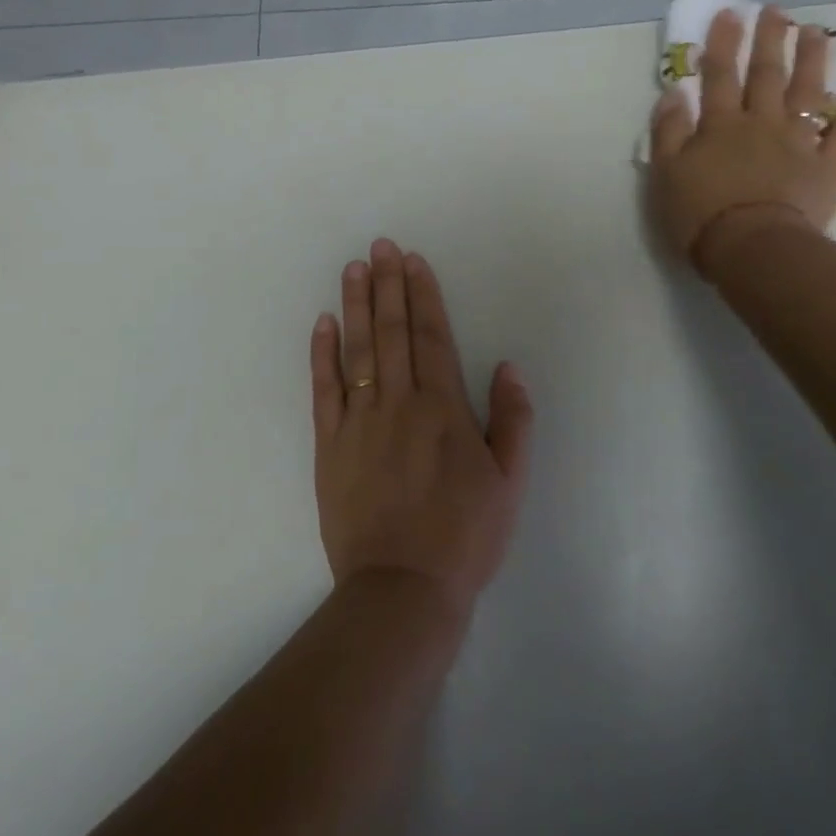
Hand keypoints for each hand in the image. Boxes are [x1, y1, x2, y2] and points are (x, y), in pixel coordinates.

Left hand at [309, 239, 533, 615]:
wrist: (403, 588)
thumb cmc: (465, 535)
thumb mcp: (509, 481)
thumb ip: (512, 420)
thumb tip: (507, 367)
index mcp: (443, 409)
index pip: (432, 338)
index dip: (423, 296)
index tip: (413, 261)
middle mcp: (398, 405)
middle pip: (392, 333)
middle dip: (388, 286)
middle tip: (380, 246)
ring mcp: (359, 424)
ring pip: (357, 352)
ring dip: (356, 306)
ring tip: (354, 269)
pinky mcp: (329, 447)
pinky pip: (324, 391)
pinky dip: (322, 355)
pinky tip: (323, 324)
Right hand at [649, 5, 835, 276]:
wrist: (754, 249)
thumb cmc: (701, 215)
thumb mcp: (666, 174)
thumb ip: (668, 131)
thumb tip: (674, 92)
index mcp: (721, 125)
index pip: (720, 76)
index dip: (724, 43)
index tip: (730, 13)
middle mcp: (762, 123)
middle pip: (767, 75)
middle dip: (770, 40)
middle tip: (775, 11)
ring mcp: (798, 142)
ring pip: (807, 92)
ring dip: (812, 60)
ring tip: (814, 32)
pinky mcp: (826, 166)